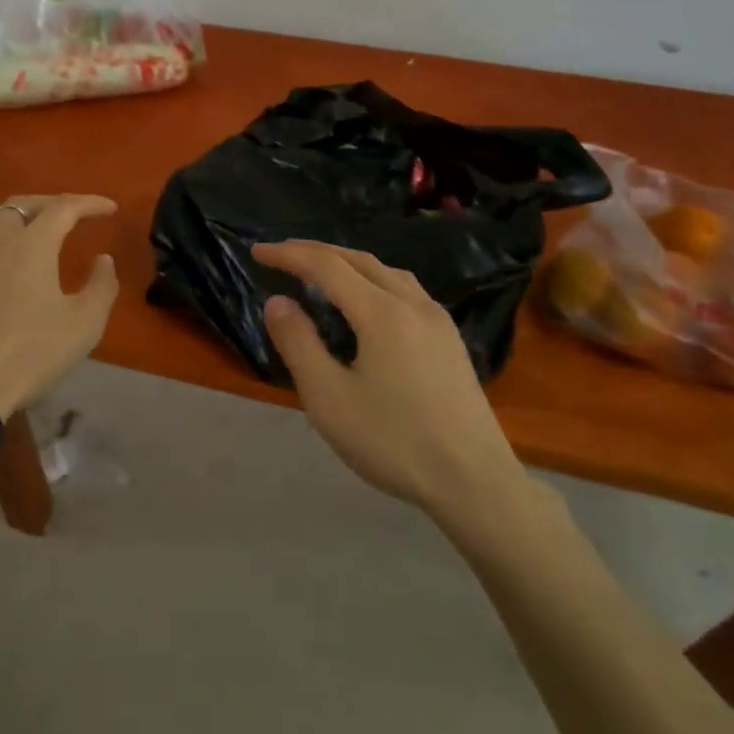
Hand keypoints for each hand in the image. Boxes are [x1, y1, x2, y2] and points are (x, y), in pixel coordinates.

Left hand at [0, 194, 120, 416]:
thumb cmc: (30, 353)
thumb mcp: (84, 324)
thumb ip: (102, 285)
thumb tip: (103, 259)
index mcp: (32, 243)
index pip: (65, 207)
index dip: (90, 203)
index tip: (109, 208)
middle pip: (23, 204)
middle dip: (52, 204)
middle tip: (72, 214)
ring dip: (15, 215)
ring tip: (30, 227)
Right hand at [252, 240, 529, 514]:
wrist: (475, 482)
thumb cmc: (394, 441)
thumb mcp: (329, 397)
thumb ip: (299, 343)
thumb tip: (278, 302)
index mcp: (381, 312)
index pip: (326, 266)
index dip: (289, 255)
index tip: (258, 252)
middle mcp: (412, 303)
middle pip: (358, 259)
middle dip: (316, 251)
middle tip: (282, 255)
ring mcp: (438, 320)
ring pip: (386, 271)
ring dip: (348, 262)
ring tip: (321, 271)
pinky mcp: (450, 340)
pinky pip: (405, 289)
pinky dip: (373, 279)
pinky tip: (368, 301)